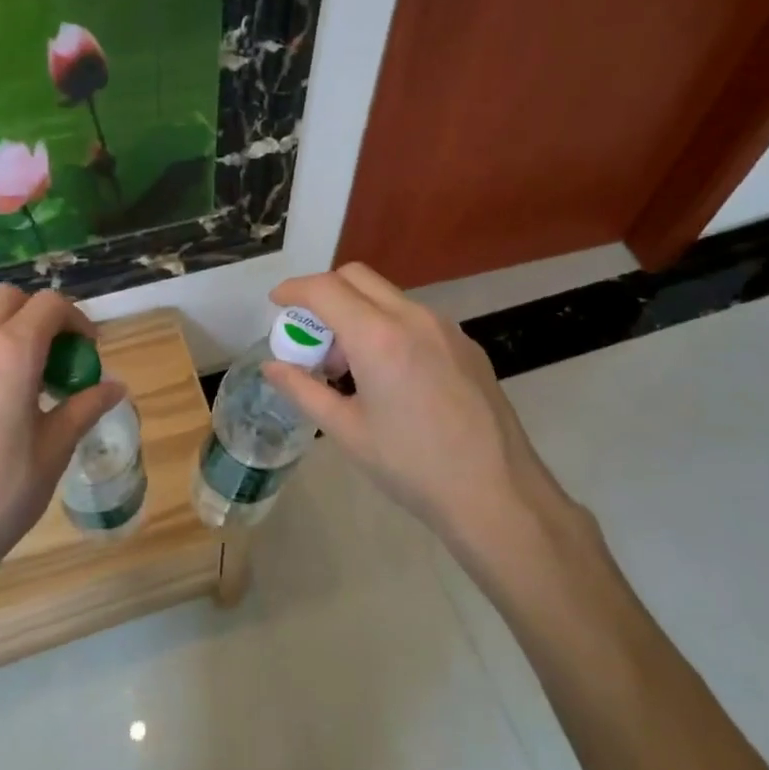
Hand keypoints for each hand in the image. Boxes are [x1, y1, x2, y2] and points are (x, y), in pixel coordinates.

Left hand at [0, 285, 125, 585]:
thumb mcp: (55, 448)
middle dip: (41, 316)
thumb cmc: (0, 491)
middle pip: (10, 299)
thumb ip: (85, 407)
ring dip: (13, 333)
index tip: (89, 351)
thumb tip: (116, 387)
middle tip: (60, 357)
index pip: (49, 304)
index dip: (77, 319)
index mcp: (11, 353)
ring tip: (32, 383)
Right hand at [265, 264, 589, 566]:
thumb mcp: (346, 431)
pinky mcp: (466, 344)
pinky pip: (415, 317)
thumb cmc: (411, 466)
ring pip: (387, 296)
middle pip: (357, 277)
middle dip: (325, 293)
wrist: (496, 493)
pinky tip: (390, 376)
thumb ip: (303, 390)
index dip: (294, 289)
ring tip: (350, 365)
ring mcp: (445, 328)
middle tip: (312, 335)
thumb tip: (272, 367)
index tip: (277, 302)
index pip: (325, 288)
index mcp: (378, 336)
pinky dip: (388, 326)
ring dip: (358, 312)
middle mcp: (413, 317)